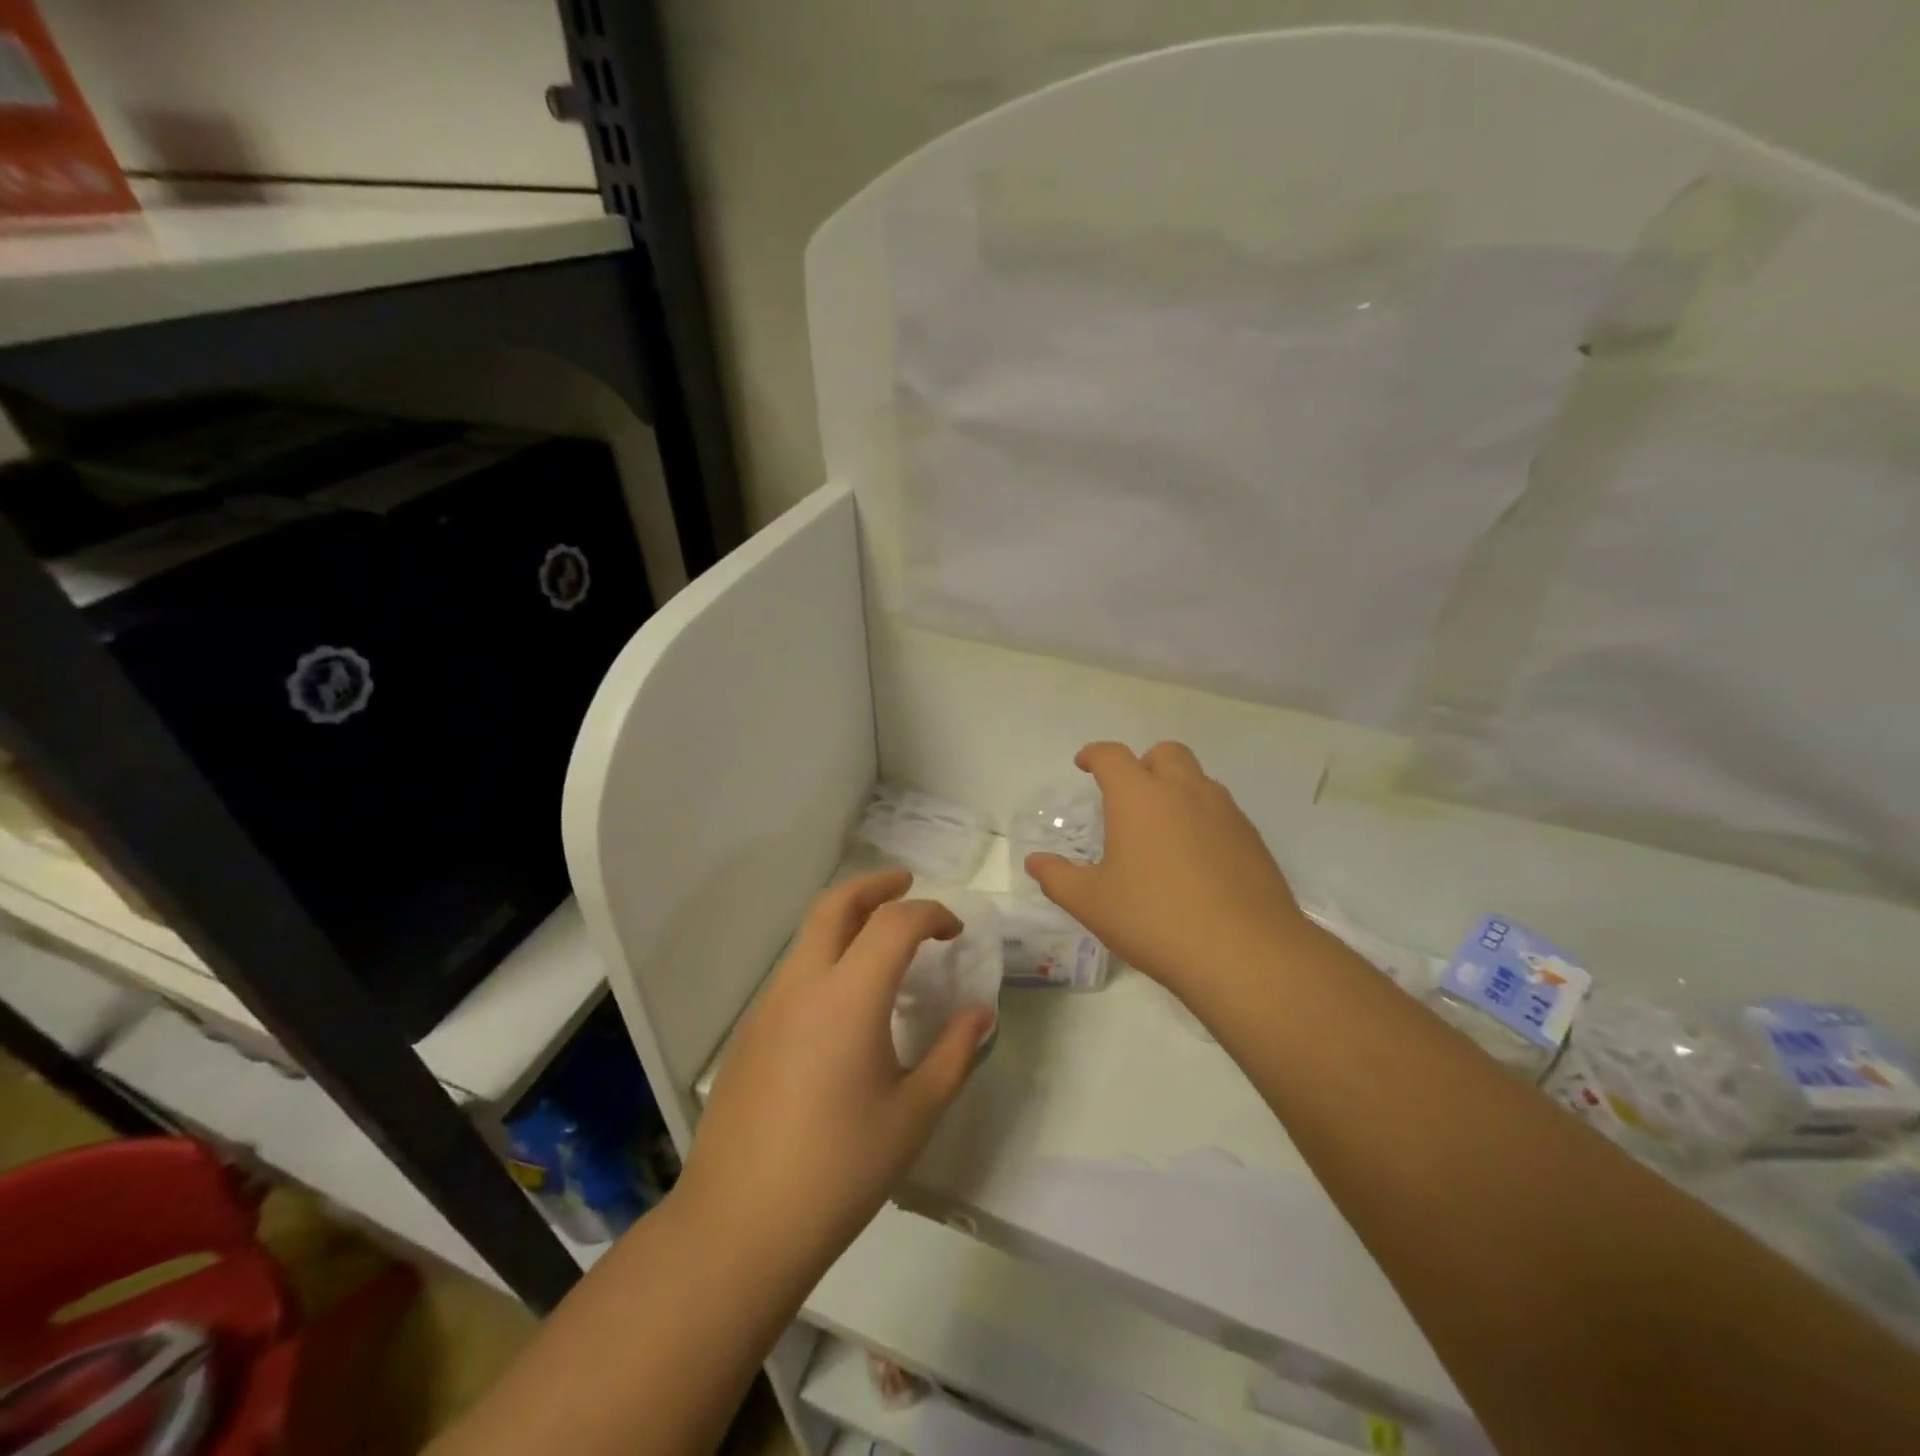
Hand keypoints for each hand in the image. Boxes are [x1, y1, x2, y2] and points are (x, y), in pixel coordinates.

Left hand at [676, 871, 995, 1272]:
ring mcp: (768, 1006)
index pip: (894, 923)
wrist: (739, 1226)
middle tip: (907, 885)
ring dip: (847, 920)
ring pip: (808, 934)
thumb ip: (954, 1054)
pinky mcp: (750, 1033)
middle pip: (835, 904)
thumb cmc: (840, 1170)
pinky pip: (794, 972)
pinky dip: (826, 956)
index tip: (954, 931)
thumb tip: (979, 1014)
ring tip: (883, 943)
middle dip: (875, 885)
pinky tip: (845, 1002)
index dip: (931, 914)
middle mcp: (803, 985)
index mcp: (848, 997)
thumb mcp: (914, 1114)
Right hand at [1027, 741, 1306, 994]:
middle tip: (1128, 797)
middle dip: (1142, 764)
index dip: (1094, 755)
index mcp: (1139, 797)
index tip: (1084, 765)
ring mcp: (1225, 812)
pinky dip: (1202, 817)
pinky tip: (1196, 859)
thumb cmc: (1156, 920)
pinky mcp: (1253, 838)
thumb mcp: (1093, 903)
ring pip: (1198, 779)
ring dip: (1176, 788)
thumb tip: (1035, 863)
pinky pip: (1222, 810)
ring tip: (1161, 830)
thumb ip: (1058, 878)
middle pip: (1164, 753)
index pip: (1113, 756)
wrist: (1246, 954)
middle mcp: (1185, 792)